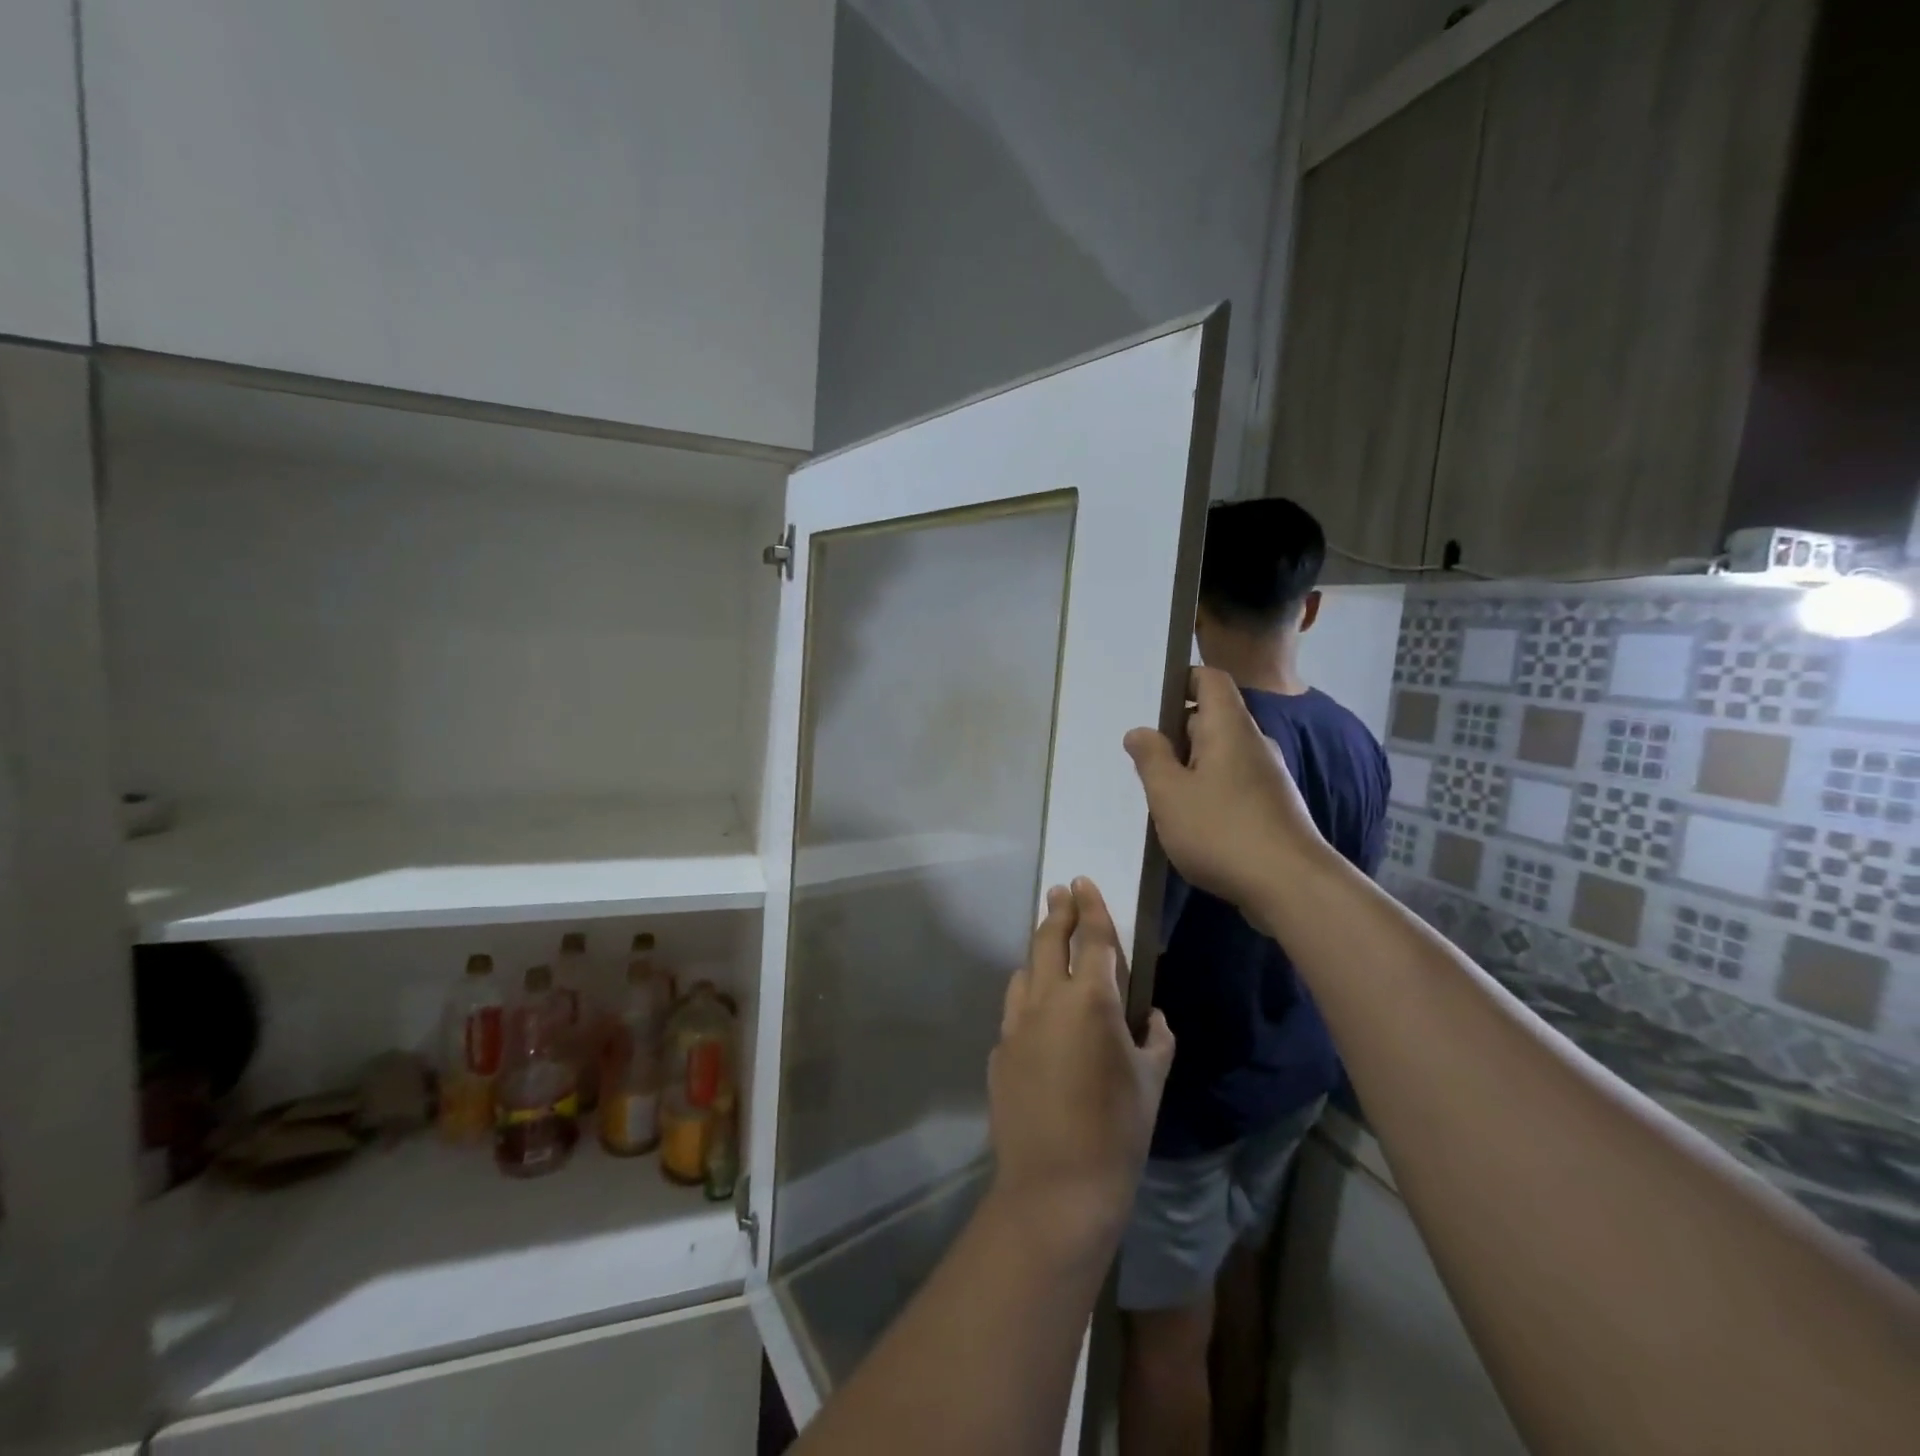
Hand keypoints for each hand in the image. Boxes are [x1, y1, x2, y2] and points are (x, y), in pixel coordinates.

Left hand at [988, 879, 1174, 1258]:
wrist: (1057, 1186)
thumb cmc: (1118, 1131)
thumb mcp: (1152, 1081)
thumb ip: (1155, 1040)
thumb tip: (1152, 1018)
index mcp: (1090, 1000)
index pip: (1092, 937)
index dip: (1090, 906)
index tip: (1082, 882)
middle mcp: (1047, 1000)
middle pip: (1047, 940)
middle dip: (1056, 911)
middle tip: (1059, 892)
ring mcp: (1016, 1024)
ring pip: (1024, 971)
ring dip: (1038, 955)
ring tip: (1050, 952)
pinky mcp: (999, 1049)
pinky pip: (1015, 1010)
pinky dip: (1029, 1000)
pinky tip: (1041, 1020)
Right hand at [1123, 666, 1325, 913]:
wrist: (1290, 885)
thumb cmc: (1221, 830)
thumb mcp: (1169, 794)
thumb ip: (1151, 758)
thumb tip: (1139, 731)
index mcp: (1229, 727)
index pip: (1210, 680)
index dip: (1182, 680)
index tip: (1152, 702)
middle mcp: (1253, 743)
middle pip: (1211, 719)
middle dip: (1175, 733)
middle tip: (1141, 758)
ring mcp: (1267, 776)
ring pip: (1220, 755)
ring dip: (1189, 766)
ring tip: (1158, 793)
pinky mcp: (1272, 806)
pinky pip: (1232, 782)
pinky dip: (1208, 790)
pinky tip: (1189, 820)